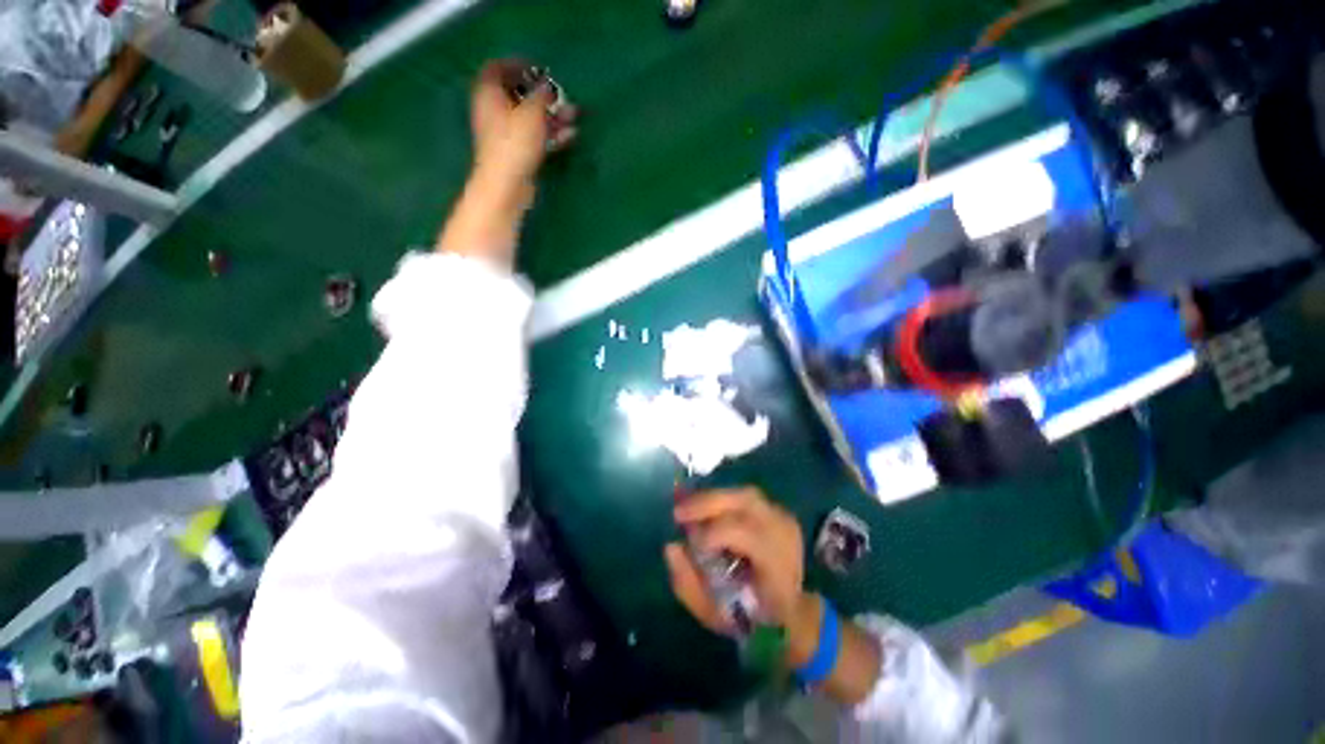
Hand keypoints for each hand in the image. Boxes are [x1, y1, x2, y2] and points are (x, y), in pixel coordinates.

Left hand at [469, 60, 577, 199]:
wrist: (506, 185)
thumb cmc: (514, 143)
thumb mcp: (531, 113)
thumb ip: (541, 95)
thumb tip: (548, 86)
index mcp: (489, 93)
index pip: (497, 68)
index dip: (517, 65)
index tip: (538, 69)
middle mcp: (493, 110)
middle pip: (518, 95)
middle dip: (543, 96)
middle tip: (563, 97)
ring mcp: (505, 133)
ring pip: (530, 118)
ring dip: (552, 116)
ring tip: (573, 118)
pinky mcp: (516, 152)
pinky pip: (534, 136)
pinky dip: (550, 134)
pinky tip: (569, 136)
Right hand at [665, 488, 822, 666]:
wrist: (791, 615)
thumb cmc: (750, 619)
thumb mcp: (714, 613)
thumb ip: (688, 583)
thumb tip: (671, 546)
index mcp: (777, 567)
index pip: (746, 534)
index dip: (713, 535)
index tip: (690, 545)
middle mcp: (784, 535)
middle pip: (746, 502)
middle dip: (708, 503)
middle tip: (678, 512)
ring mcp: (784, 519)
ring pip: (745, 494)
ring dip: (713, 498)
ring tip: (688, 509)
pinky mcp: (778, 512)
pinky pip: (745, 497)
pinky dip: (723, 500)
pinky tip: (705, 510)